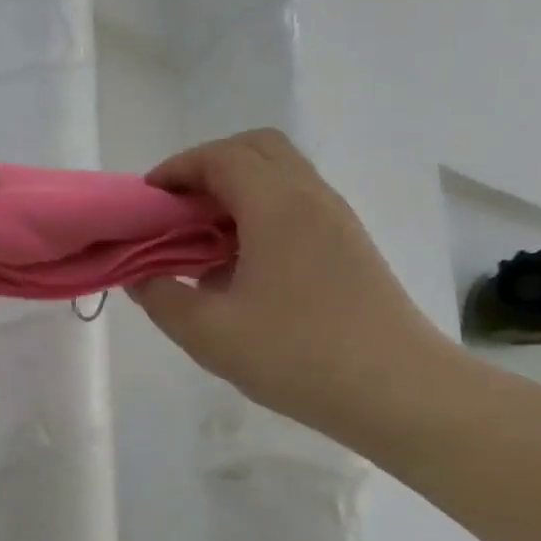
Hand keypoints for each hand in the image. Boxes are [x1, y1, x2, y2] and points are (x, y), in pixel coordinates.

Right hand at [127, 130, 447, 439]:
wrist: (399, 391)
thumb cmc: (298, 356)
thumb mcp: (209, 333)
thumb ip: (161, 297)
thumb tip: (141, 277)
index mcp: (276, 206)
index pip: (220, 156)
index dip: (177, 169)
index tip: (148, 201)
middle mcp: (310, 197)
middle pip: (256, 149)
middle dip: (208, 168)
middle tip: (178, 210)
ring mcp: (336, 219)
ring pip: (281, 174)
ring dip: (236, 190)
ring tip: (205, 238)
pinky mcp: (350, 244)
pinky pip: (297, 203)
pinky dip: (261, 211)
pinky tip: (243, 264)